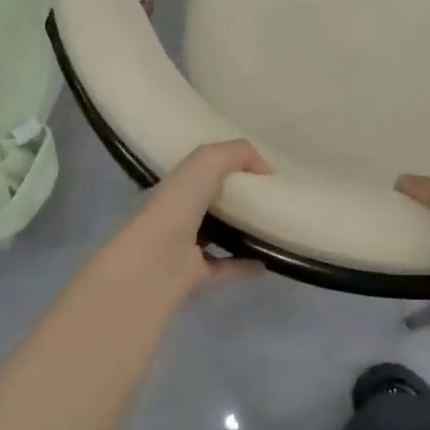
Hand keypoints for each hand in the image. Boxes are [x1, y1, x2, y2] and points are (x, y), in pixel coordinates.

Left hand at [100, 140, 273, 309]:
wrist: (157, 260)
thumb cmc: (178, 204)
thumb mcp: (208, 161)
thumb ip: (238, 154)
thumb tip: (267, 169)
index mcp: (178, 185)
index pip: (201, 170)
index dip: (227, 164)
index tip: (259, 168)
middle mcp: (180, 214)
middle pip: (211, 203)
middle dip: (237, 197)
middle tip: (271, 196)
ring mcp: (187, 247)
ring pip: (219, 236)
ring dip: (242, 232)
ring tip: (272, 227)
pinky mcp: (197, 276)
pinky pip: (227, 268)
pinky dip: (247, 265)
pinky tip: (269, 260)